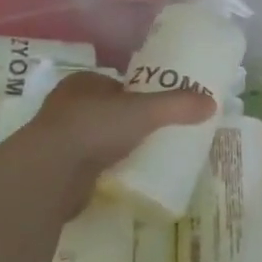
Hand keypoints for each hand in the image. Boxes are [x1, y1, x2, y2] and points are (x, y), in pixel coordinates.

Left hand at [3, 70, 215, 216]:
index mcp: (83, 82)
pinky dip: (104, 171)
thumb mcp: (144, 111)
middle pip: (106, 111)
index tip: (157, 108)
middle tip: (156, 134)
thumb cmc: (94, 127)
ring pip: (96, 139)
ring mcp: (59, 140)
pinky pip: (88, 167)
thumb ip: (177, 105)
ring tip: (144, 157)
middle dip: (126, 122)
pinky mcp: (57, 171)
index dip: (136, 93)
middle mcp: (67, 106)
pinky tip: (123, 178)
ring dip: (114, 147)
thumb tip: (212, 103)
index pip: (116, 84)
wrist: (49, 174)